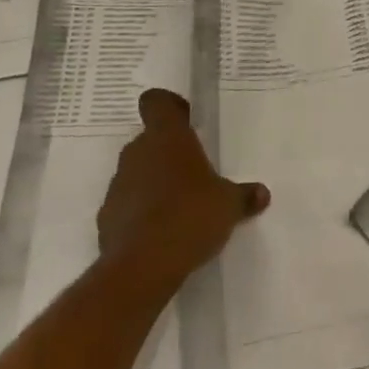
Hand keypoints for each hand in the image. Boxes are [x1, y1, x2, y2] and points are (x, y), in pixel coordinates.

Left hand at [97, 89, 269, 300]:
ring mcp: (118, 184)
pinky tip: (160, 232)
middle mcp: (138, 152)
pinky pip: (127, 203)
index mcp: (167, 137)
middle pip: (150, 139)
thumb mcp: (228, 205)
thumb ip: (244, 196)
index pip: (156, 102)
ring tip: (180, 205)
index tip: (187, 121)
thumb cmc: (190, 216)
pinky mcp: (106, 216)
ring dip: (154, 182)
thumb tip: (262, 194)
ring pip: (137, 171)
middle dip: (169, 152)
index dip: (169, 106)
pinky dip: (140, 212)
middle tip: (194, 171)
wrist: (141, 267)